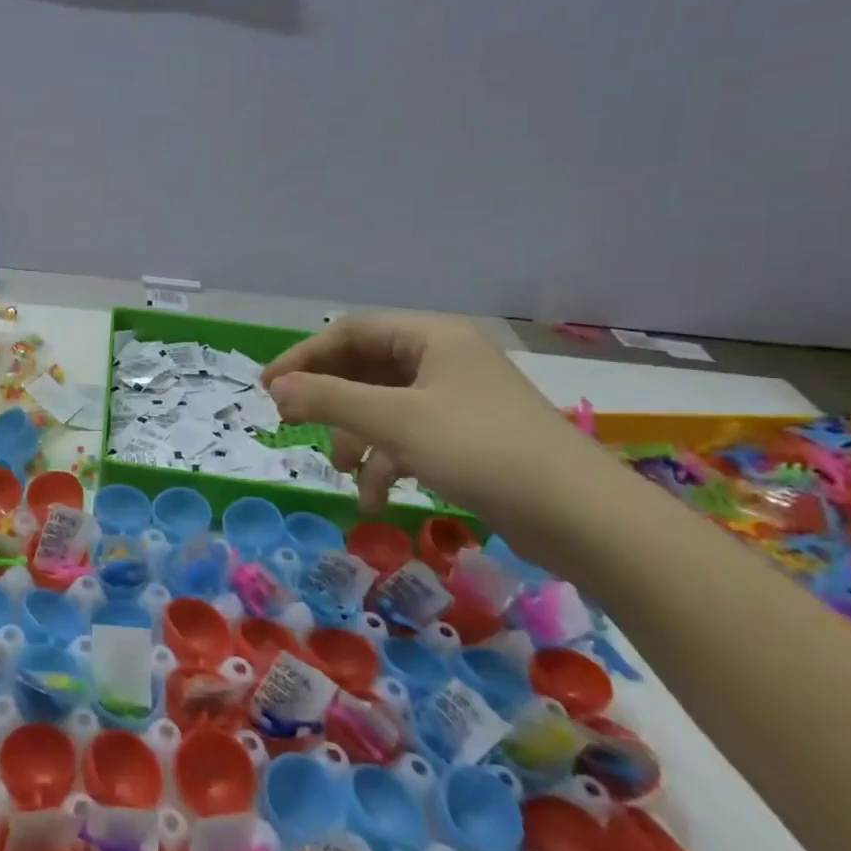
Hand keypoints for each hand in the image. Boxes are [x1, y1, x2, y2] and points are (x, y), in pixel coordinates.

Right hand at [262, 313, 602, 518]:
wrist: (581, 518)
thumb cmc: (481, 450)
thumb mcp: (395, 422)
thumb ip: (329, 399)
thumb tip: (276, 388)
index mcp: (432, 337)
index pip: (352, 332)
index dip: (305, 356)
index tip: (269, 388)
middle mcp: (444, 360)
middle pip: (366, 368)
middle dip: (329, 399)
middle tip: (290, 422)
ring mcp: (457, 399)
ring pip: (384, 406)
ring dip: (357, 437)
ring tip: (344, 470)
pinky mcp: (466, 437)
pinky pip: (408, 436)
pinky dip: (386, 461)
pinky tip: (375, 498)